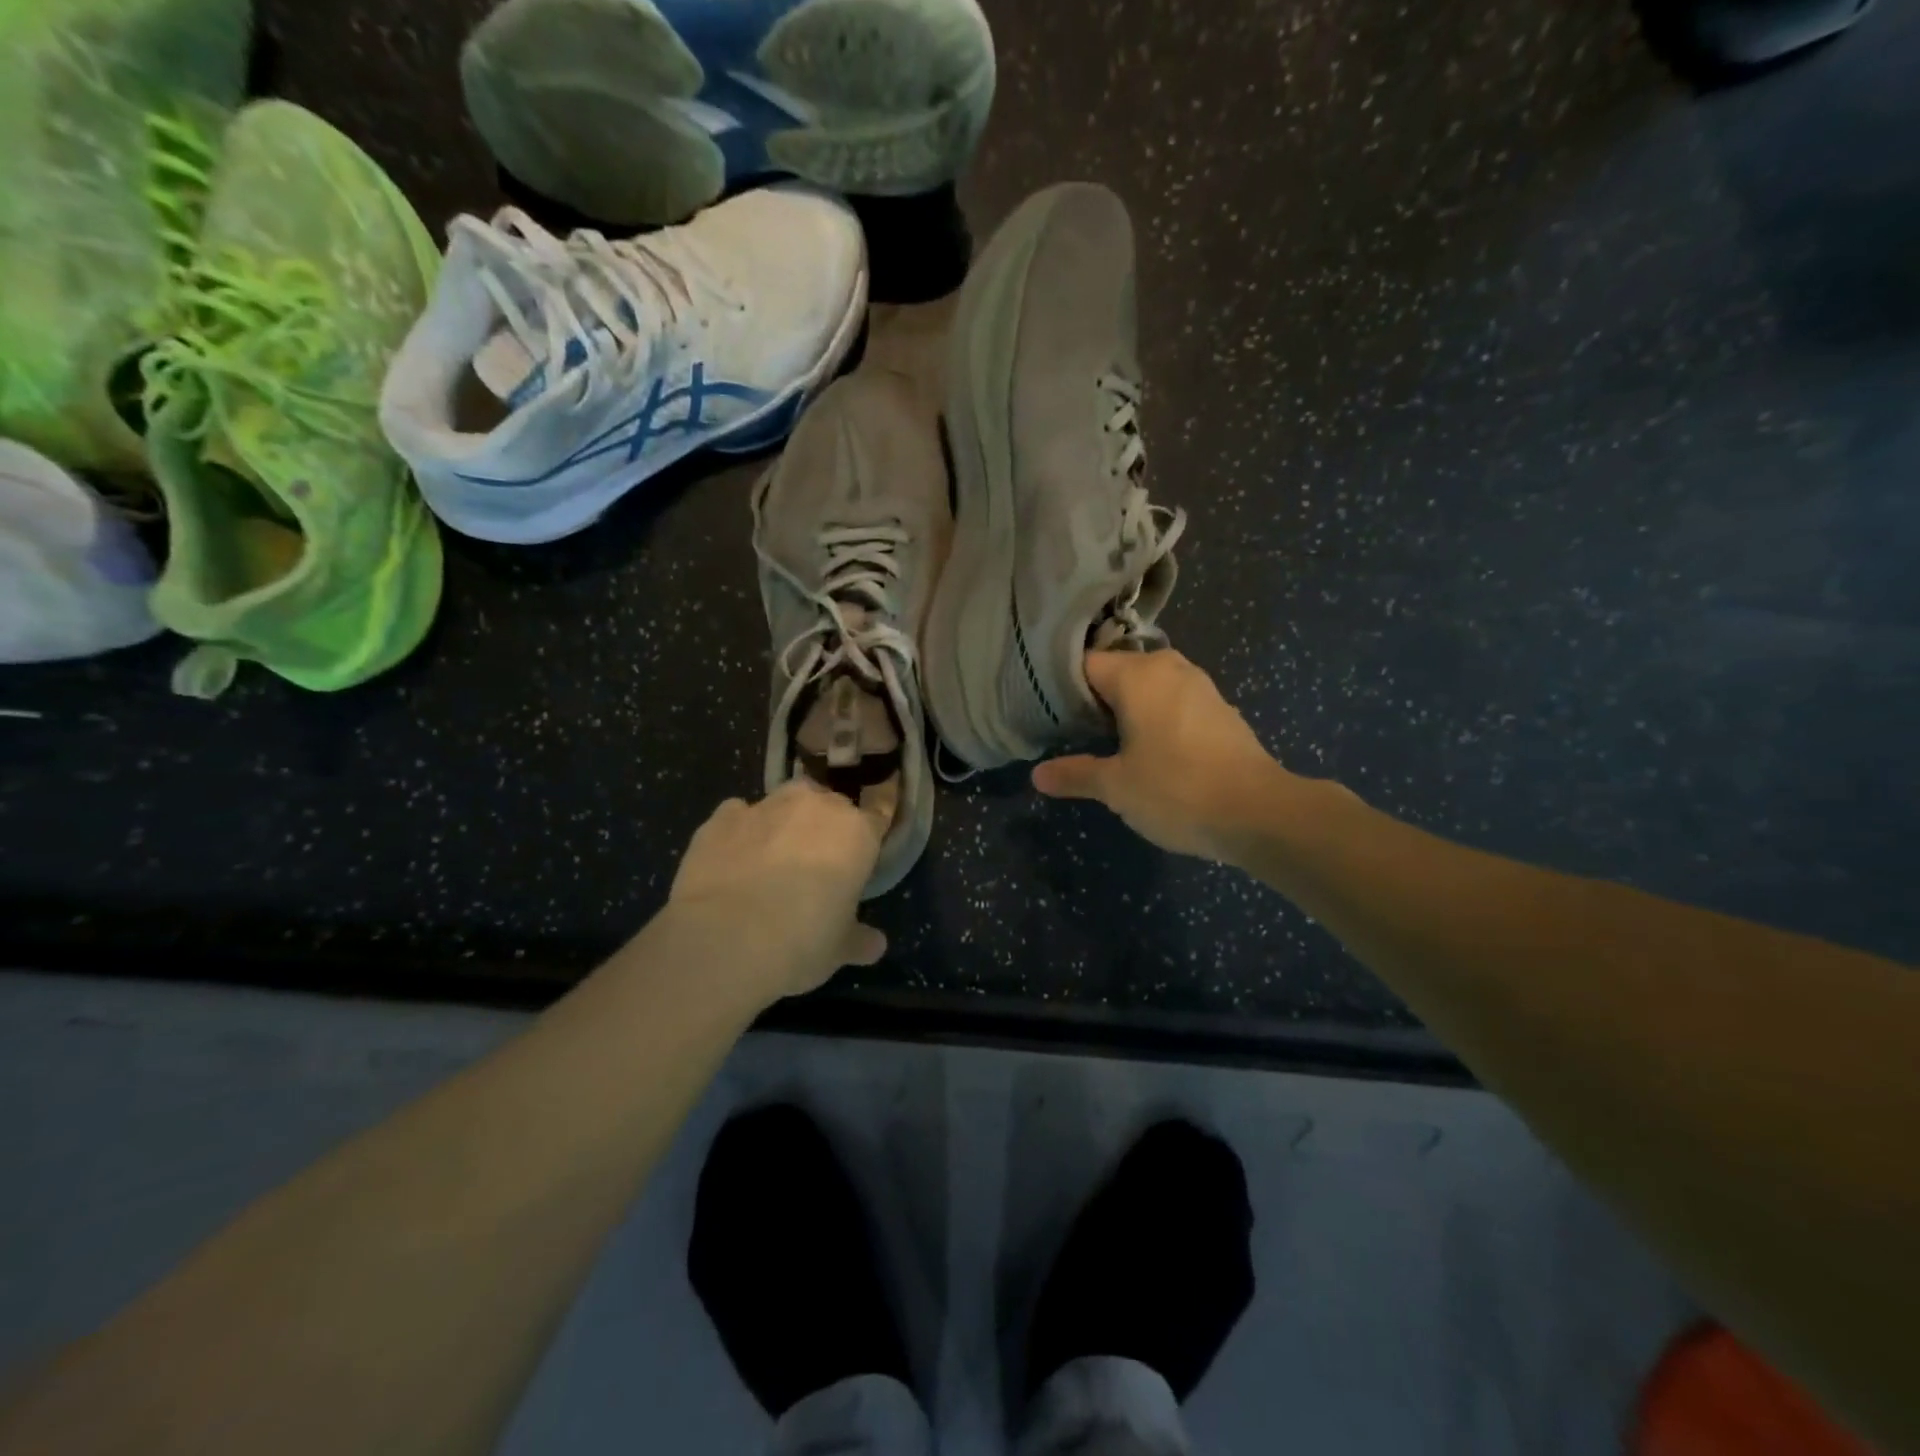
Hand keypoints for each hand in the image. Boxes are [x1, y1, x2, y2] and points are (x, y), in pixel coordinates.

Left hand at [669, 779, 887, 998]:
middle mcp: (815, 806)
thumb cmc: (802, 942)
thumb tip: (875, 945)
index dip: (870, 834)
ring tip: (773, 859)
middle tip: (818, 865)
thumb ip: (860, 940)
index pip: (878, 815)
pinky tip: (732, 859)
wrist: (725, 941)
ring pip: (784, 802)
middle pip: (830, 804)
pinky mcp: (721, 818)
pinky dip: (740, 831)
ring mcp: (766, 807)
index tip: (863, 854)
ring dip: (784, 822)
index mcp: (856, 832)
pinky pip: (738, 815)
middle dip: (826, 827)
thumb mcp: (841, 950)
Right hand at [1032, 650, 1305, 861]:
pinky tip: (1150, 751)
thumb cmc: (1177, 790)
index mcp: (1138, 675)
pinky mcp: (1221, 710)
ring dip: (1128, 709)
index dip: (1061, 688)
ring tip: (1106, 742)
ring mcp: (1201, 687)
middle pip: (1119, 671)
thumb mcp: (1116, 787)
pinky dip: (1157, 718)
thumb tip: (1037, 775)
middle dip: (1095, 698)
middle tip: (1071, 731)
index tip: (1046, 714)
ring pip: (1149, 686)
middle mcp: (1170, 668)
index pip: (1085, 664)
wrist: (1260, 813)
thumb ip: (1075, 774)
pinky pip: (1175, 703)